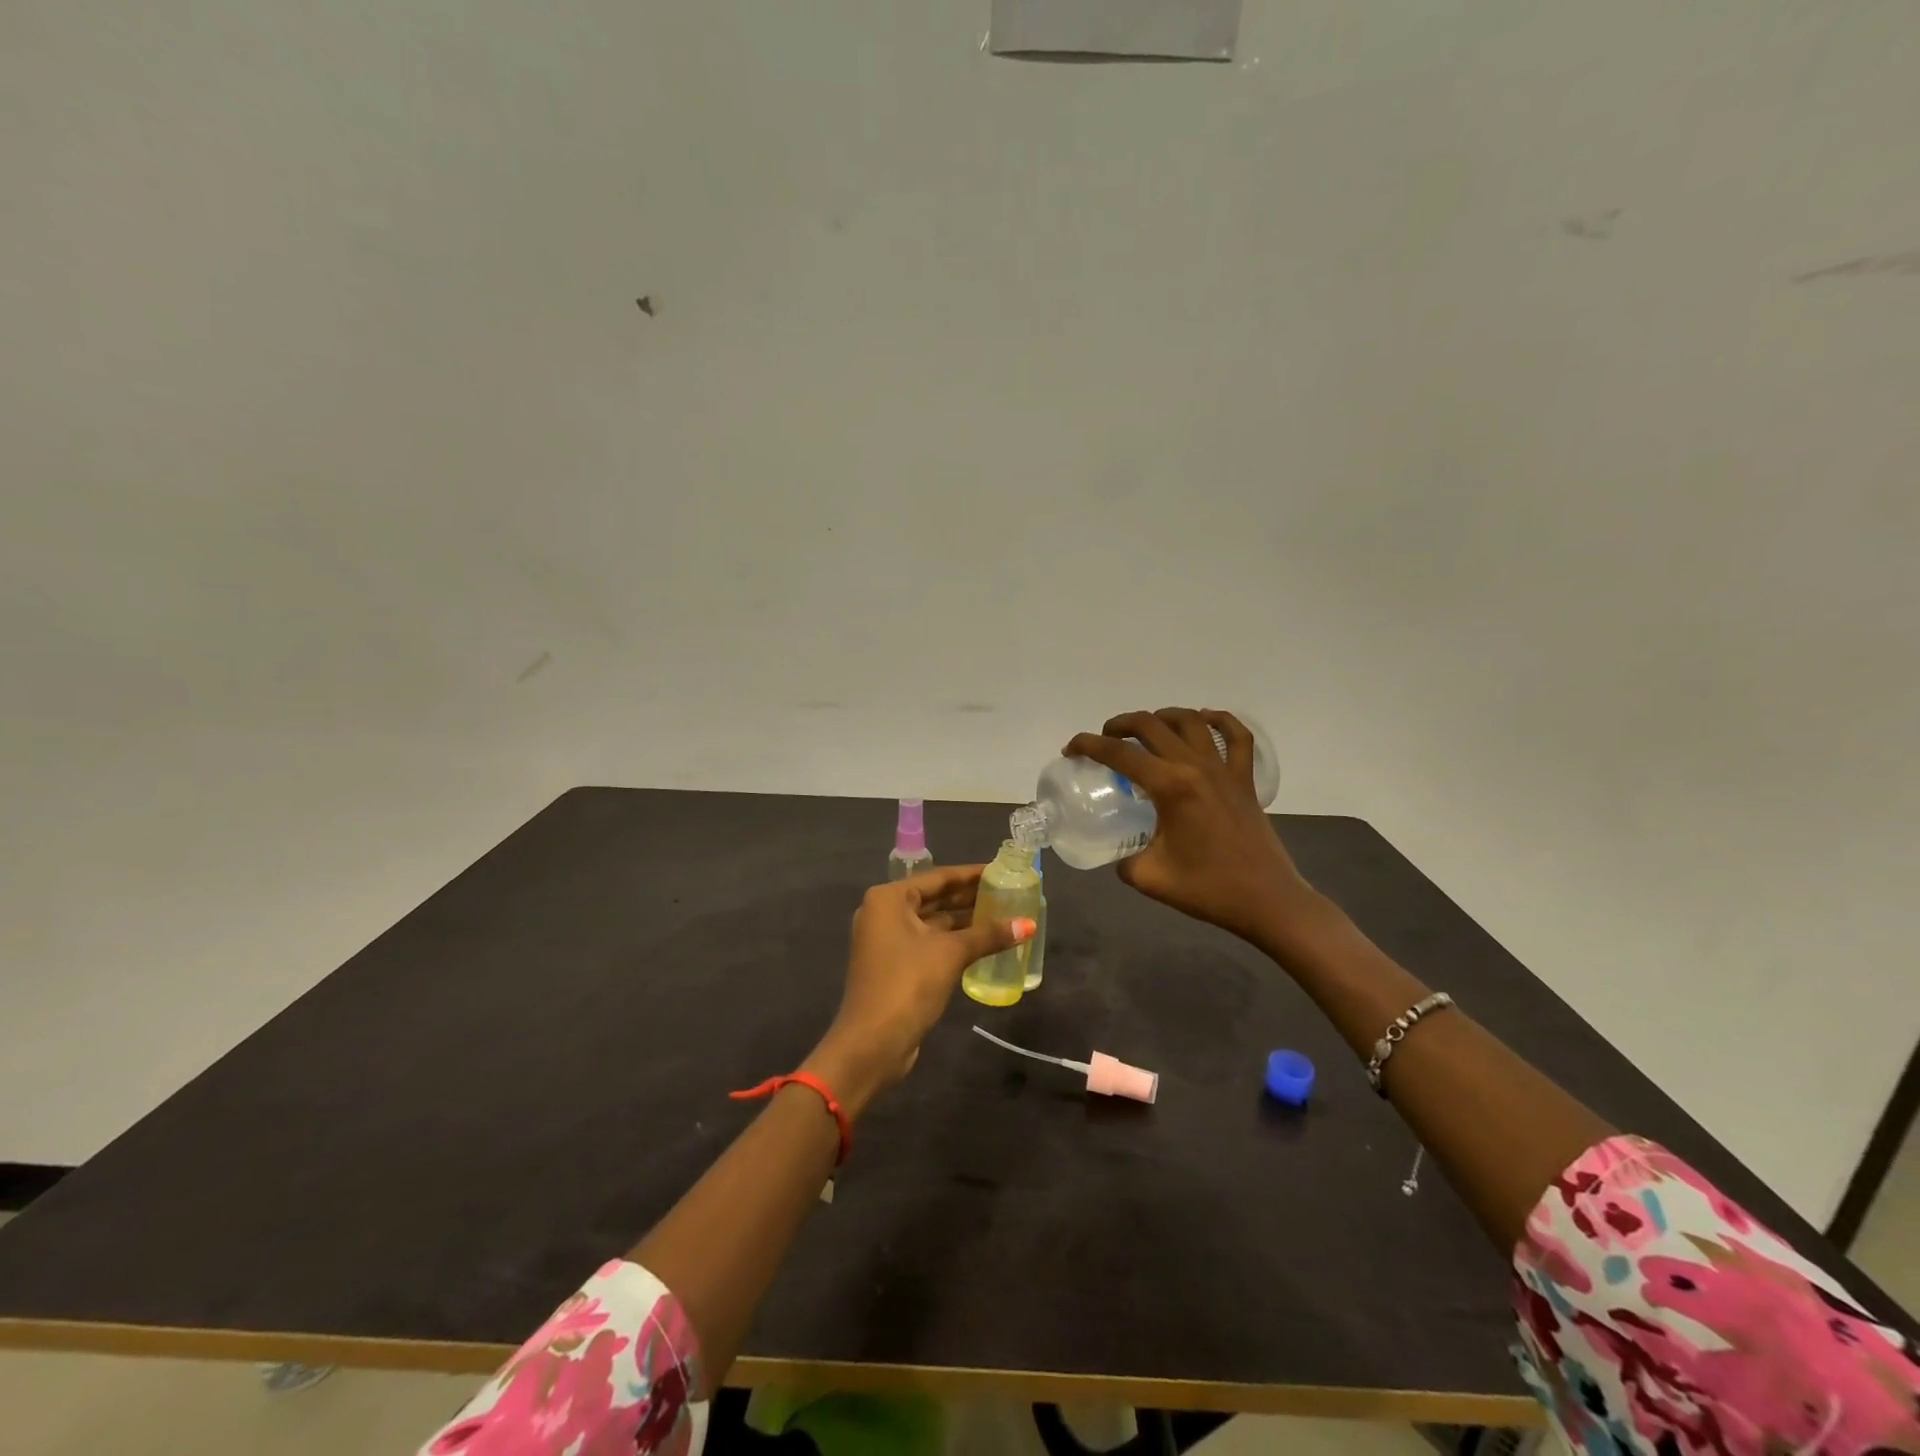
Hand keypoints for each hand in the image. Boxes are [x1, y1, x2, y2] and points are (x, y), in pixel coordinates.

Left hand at [803, 865, 1033, 1118]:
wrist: (872, 1043)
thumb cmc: (907, 984)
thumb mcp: (950, 954)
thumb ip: (988, 935)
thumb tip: (1028, 924)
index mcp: (889, 899)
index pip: (938, 877)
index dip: (971, 874)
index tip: (1000, 870)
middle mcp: (884, 913)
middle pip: (934, 898)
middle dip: (969, 897)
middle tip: (1006, 892)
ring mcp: (887, 941)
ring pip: (932, 922)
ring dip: (964, 920)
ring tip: (1002, 914)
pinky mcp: (894, 965)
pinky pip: (929, 942)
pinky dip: (953, 940)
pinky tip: (983, 942)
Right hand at [1064, 708, 1320, 949]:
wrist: (1267, 901)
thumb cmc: (1207, 889)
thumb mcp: (1148, 877)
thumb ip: (1124, 860)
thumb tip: (1121, 853)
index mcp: (1170, 786)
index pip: (1119, 753)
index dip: (1088, 745)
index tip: (1071, 749)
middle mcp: (1196, 767)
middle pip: (1151, 725)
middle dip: (1119, 725)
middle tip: (1104, 739)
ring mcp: (1225, 769)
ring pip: (1191, 720)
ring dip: (1162, 716)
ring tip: (1146, 728)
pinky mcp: (1245, 780)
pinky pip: (1237, 737)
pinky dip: (1219, 720)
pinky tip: (1204, 719)